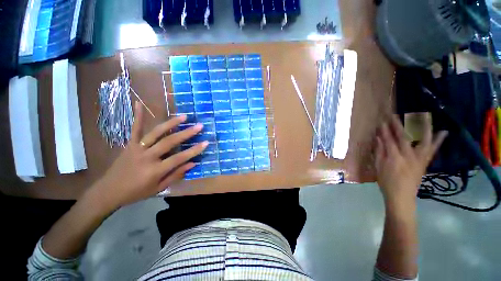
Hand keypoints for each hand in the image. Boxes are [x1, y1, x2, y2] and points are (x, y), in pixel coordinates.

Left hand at [87, 102, 206, 211]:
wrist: (108, 191)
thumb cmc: (136, 192)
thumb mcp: (158, 188)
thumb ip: (176, 175)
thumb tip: (193, 164)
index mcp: (155, 170)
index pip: (179, 158)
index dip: (194, 150)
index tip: (206, 143)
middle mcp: (147, 157)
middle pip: (170, 142)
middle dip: (186, 134)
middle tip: (199, 126)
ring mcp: (137, 148)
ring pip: (156, 133)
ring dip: (171, 123)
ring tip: (183, 116)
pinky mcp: (129, 144)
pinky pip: (134, 129)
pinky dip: (137, 116)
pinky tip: (139, 104)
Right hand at [375, 115, 447, 209]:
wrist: (402, 197)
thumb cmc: (386, 183)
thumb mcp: (379, 167)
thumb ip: (379, 152)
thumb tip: (378, 138)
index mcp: (394, 158)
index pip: (389, 140)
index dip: (385, 131)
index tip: (382, 121)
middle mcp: (409, 156)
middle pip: (404, 137)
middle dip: (399, 125)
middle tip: (395, 115)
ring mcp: (419, 159)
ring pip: (423, 141)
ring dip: (423, 127)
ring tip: (425, 116)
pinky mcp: (424, 163)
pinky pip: (432, 150)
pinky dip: (438, 141)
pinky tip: (444, 132)